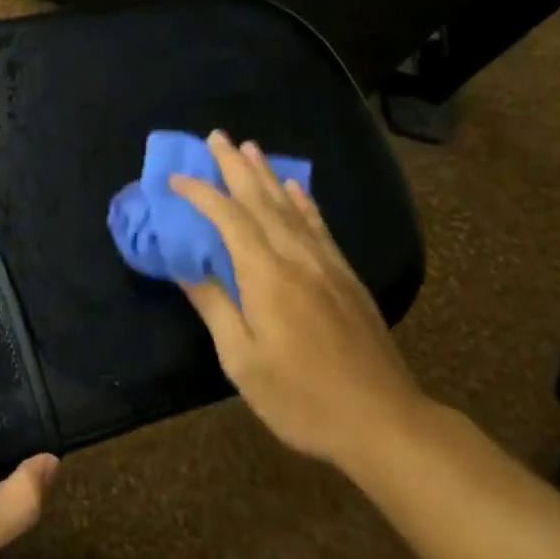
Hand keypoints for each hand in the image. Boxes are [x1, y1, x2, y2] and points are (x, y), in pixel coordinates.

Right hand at [170, 130, 430, 476]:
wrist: (384, 422)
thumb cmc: (302, 398)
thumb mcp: (242, 361)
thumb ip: (214, 306)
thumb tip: (184, 266)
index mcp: (266, 275)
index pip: (228, 218)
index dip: (201, 193)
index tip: (175, 178)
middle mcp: (296, 257)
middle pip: (261, 199)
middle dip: (234, 166)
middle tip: (215, 136)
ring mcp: (326, 264)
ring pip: (290, 205)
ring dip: (266, 174)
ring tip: (248, 147)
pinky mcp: (346, 276)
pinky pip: (319, 225)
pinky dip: (303, 200)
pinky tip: (294, 187)